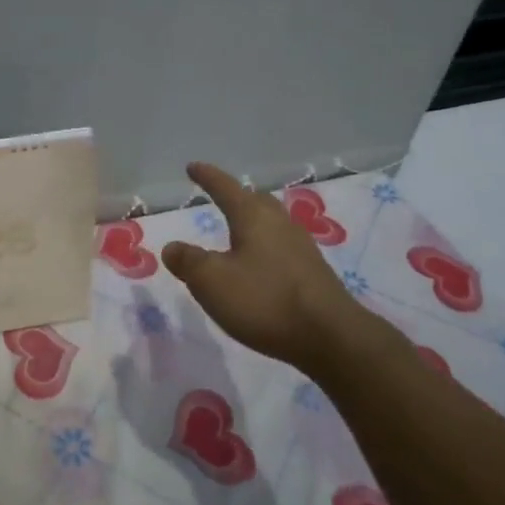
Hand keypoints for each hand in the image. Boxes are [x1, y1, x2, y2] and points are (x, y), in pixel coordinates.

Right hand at [162, 162, 395, 374]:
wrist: (332, 338)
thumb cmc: (265, 300)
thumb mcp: (212, 281)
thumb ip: (188, 261)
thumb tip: (172, 247)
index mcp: (253, 217)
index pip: (226, 188)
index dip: (207, 177)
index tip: (193, 167)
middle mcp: (280, 224)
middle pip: (256, 201)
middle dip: (237, 197)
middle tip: (220, 197)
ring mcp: (302, 248)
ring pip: (272, 223)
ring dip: (253, 223)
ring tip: (238, 232)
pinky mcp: (313, 273)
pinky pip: (282, 247)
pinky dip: (265, 247)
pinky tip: (260, 265)